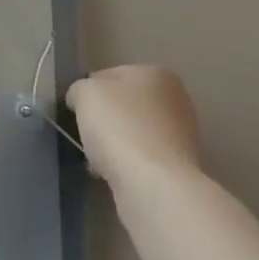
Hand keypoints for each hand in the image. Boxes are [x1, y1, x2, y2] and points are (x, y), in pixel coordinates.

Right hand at [65, 65, 202, 187]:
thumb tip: (80, 100)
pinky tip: (113, 176)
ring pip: (133, 133)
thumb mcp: (84, 93)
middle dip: (104, 121)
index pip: (110, 75)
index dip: (88, 92)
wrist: (154, 186)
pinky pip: (143, 159)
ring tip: (97, 162)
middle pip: (125, 105)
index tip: (76, 112)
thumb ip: (79, 90)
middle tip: (86, 136)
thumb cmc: (119, 127)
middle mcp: (176, 100)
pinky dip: (127, 166)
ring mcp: (182, 136)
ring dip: (114, 145)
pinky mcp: (181, 168)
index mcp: (156, 73)